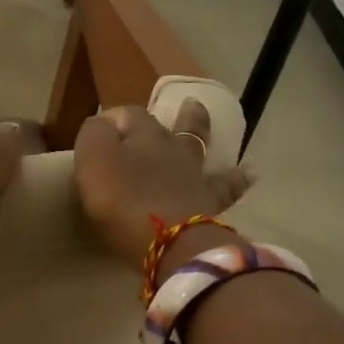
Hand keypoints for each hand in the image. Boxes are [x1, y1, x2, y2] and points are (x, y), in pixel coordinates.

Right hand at [73, 99, 252, 270]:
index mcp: (142, 136)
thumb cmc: (121, 199)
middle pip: (173, 126)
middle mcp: (172, 149)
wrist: (168, 239)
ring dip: (203, 132)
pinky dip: (237, 179)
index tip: (100, 130)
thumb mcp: (93, 159)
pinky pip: (227, 188)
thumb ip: (94, 134)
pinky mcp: (209, 206)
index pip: (129, 114)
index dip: (115, 118)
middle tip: (184, 104)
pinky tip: (250, 173)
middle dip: (175, 114)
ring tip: (209, 121)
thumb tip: (103, 122)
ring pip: (201, 148)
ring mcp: (194, 177)